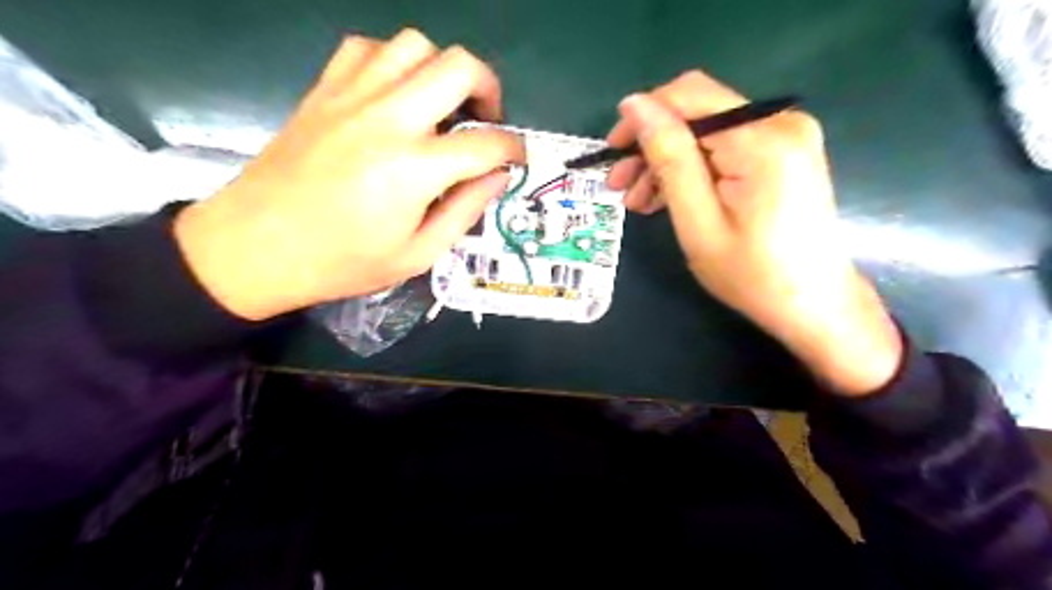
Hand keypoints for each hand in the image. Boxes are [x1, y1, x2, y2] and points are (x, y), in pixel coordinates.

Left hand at [175, 28, 530, 321]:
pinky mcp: (324, 91)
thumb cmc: (342, 262)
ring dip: (442, 71)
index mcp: (415, 168)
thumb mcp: (417, 255)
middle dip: (489, 89)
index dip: (514, 149)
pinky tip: (395, 94)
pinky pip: (366, 48)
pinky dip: (393, 62)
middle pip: (459, 67)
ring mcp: (352, 97)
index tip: (518, 159)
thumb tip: (497, 177)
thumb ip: (465, 211)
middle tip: (487, 121)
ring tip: (442, 106)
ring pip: (415, 45)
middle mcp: (389, 118)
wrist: (254, 247)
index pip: (487, 143)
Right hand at [609, 71, 904, 394]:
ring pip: (707, 131)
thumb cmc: (751, 274)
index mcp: (761, 140)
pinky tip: (669, 197)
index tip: (613, 151)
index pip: (689, 95)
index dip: (643, 114)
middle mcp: (780, 122)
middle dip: (652, 144)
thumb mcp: (698, 220)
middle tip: (619, 184)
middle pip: (697, 112)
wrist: (813, 303)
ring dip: (668, 160)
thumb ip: (669, 157)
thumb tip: (635, 104)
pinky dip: (694, 168)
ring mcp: (787, 135)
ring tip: (639, 200)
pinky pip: (725, 147)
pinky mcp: (785, 151)